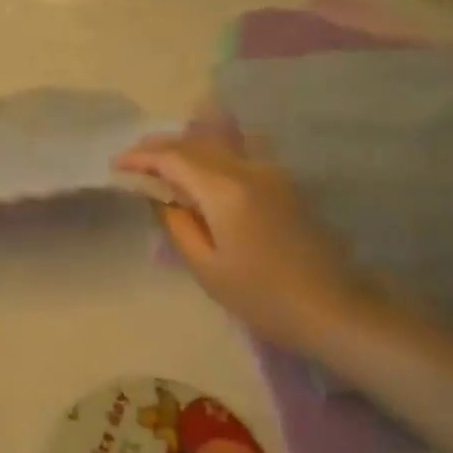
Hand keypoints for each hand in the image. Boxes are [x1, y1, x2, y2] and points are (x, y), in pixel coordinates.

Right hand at [115, 132, 364, 351]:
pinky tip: (202, 166)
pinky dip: (211, 152)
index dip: (141, 157)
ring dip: (185, 145)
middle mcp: (247, 169)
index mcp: (224, 190)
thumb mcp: (207, 268)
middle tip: (133, 159)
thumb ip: (178, 225)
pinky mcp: (284, 182)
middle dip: (160, 146)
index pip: (173, 158)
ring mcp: (270, 172)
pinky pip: (238, 153)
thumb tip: (161, 197)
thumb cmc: (264, 297)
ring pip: (218, 143)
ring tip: (162, 158)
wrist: (335, 309)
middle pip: (195, 142)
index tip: (117, 165)